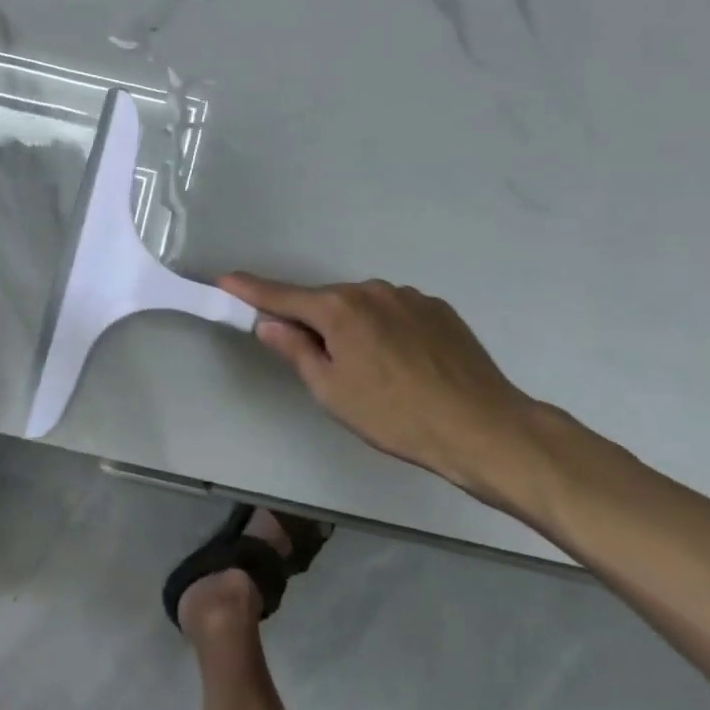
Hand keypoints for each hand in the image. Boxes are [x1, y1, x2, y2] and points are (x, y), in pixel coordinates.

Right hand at [218, 272, 558, 508]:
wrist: (485, 428)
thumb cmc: (395, 415)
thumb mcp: (331, 391)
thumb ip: (295, 351)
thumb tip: (269, 324)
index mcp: (338, 309)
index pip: (281, 296)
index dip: (250, 290)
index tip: (225, 280)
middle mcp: (371, 290)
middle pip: (325, 303)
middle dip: (313, 323)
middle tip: (322, 364)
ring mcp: (409, 297)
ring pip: (362, 307)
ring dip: (353, 327)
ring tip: (374, 372)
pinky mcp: (439, 309)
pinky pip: (395, 313)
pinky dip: (385, 330)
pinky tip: (405, 364)